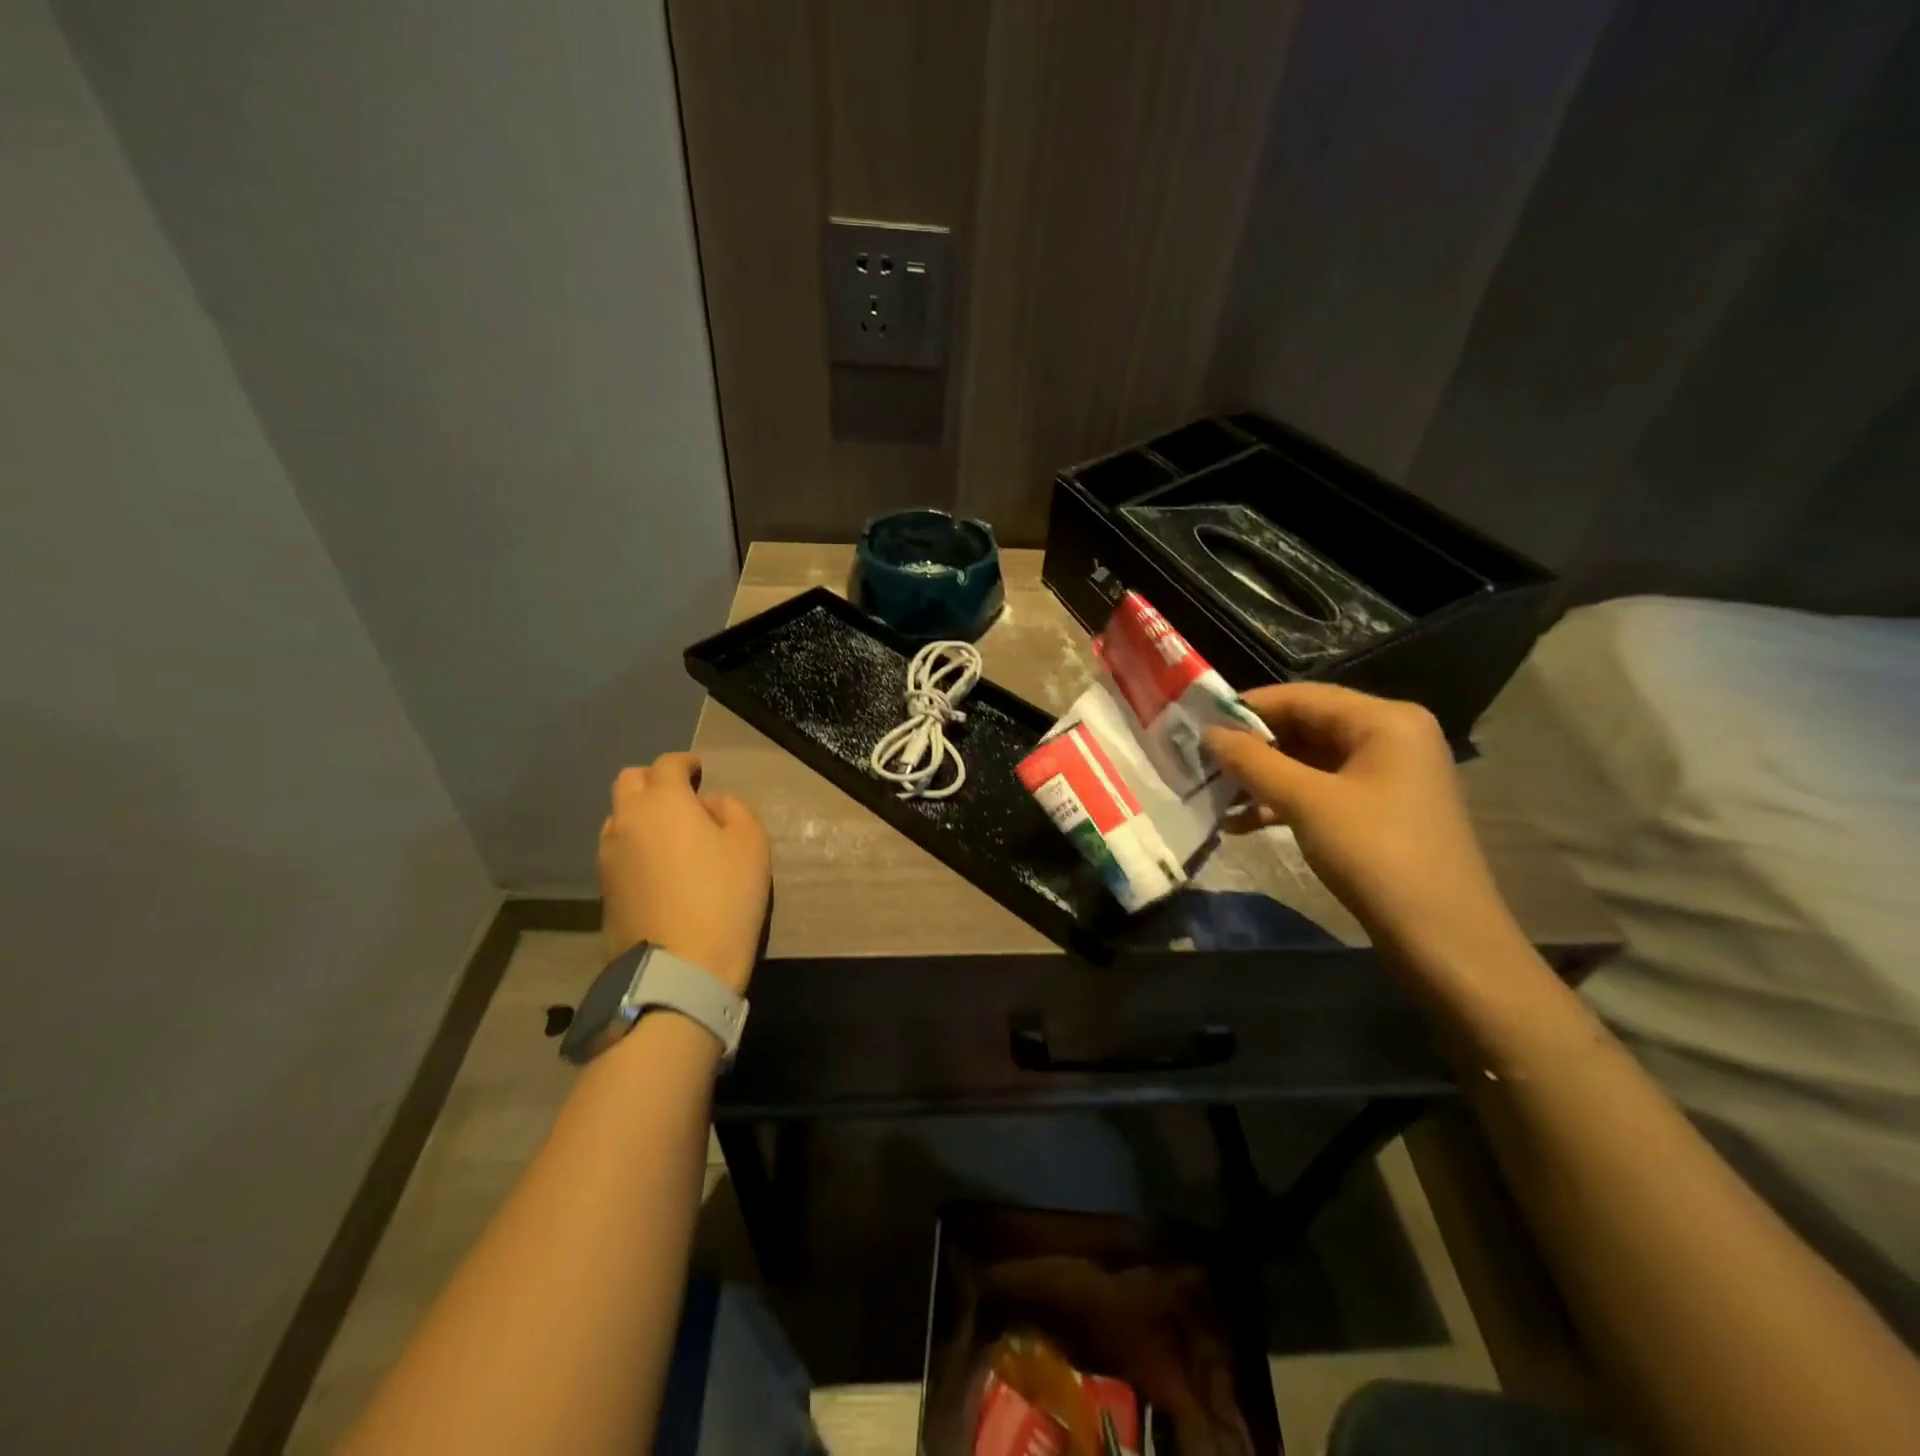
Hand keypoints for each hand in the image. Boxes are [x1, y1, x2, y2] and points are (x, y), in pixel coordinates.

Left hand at [597, 753, 770, 994]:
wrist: (679, 968)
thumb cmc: (724, 897)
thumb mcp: (751, 843)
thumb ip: (732, 809)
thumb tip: (708, 805)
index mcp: (663, 802)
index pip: (667, 764)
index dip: (686, 762)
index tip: (700, 770)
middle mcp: (626, 820)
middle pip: (629, 781)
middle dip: (655, 780)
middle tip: (683, 796)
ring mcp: (608, 856)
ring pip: (619, 816)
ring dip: (642, 813)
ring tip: (671, 833)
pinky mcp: (603, 888)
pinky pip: (618, 848)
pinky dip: (636, 843)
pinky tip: (659, 863)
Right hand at [1203, 684, 1522, 980]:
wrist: (1442, 936)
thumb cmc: (1375, 853)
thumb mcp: (1306, 801)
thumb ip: (1253, 761)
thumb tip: (1208, 733)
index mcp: (1385, 720)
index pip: (1302, 696)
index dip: (1247, 708)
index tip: (1198, 724)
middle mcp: (1390, 737)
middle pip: (1306, 726)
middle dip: (1252, 747)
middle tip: (1201, 761)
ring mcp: (1387, 775)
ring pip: (1310, 761)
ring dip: (1262, 777)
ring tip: (1214, 794)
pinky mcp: (1380, 809)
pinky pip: (1321, 789)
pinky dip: (1283, 801)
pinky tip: (1242, 822)